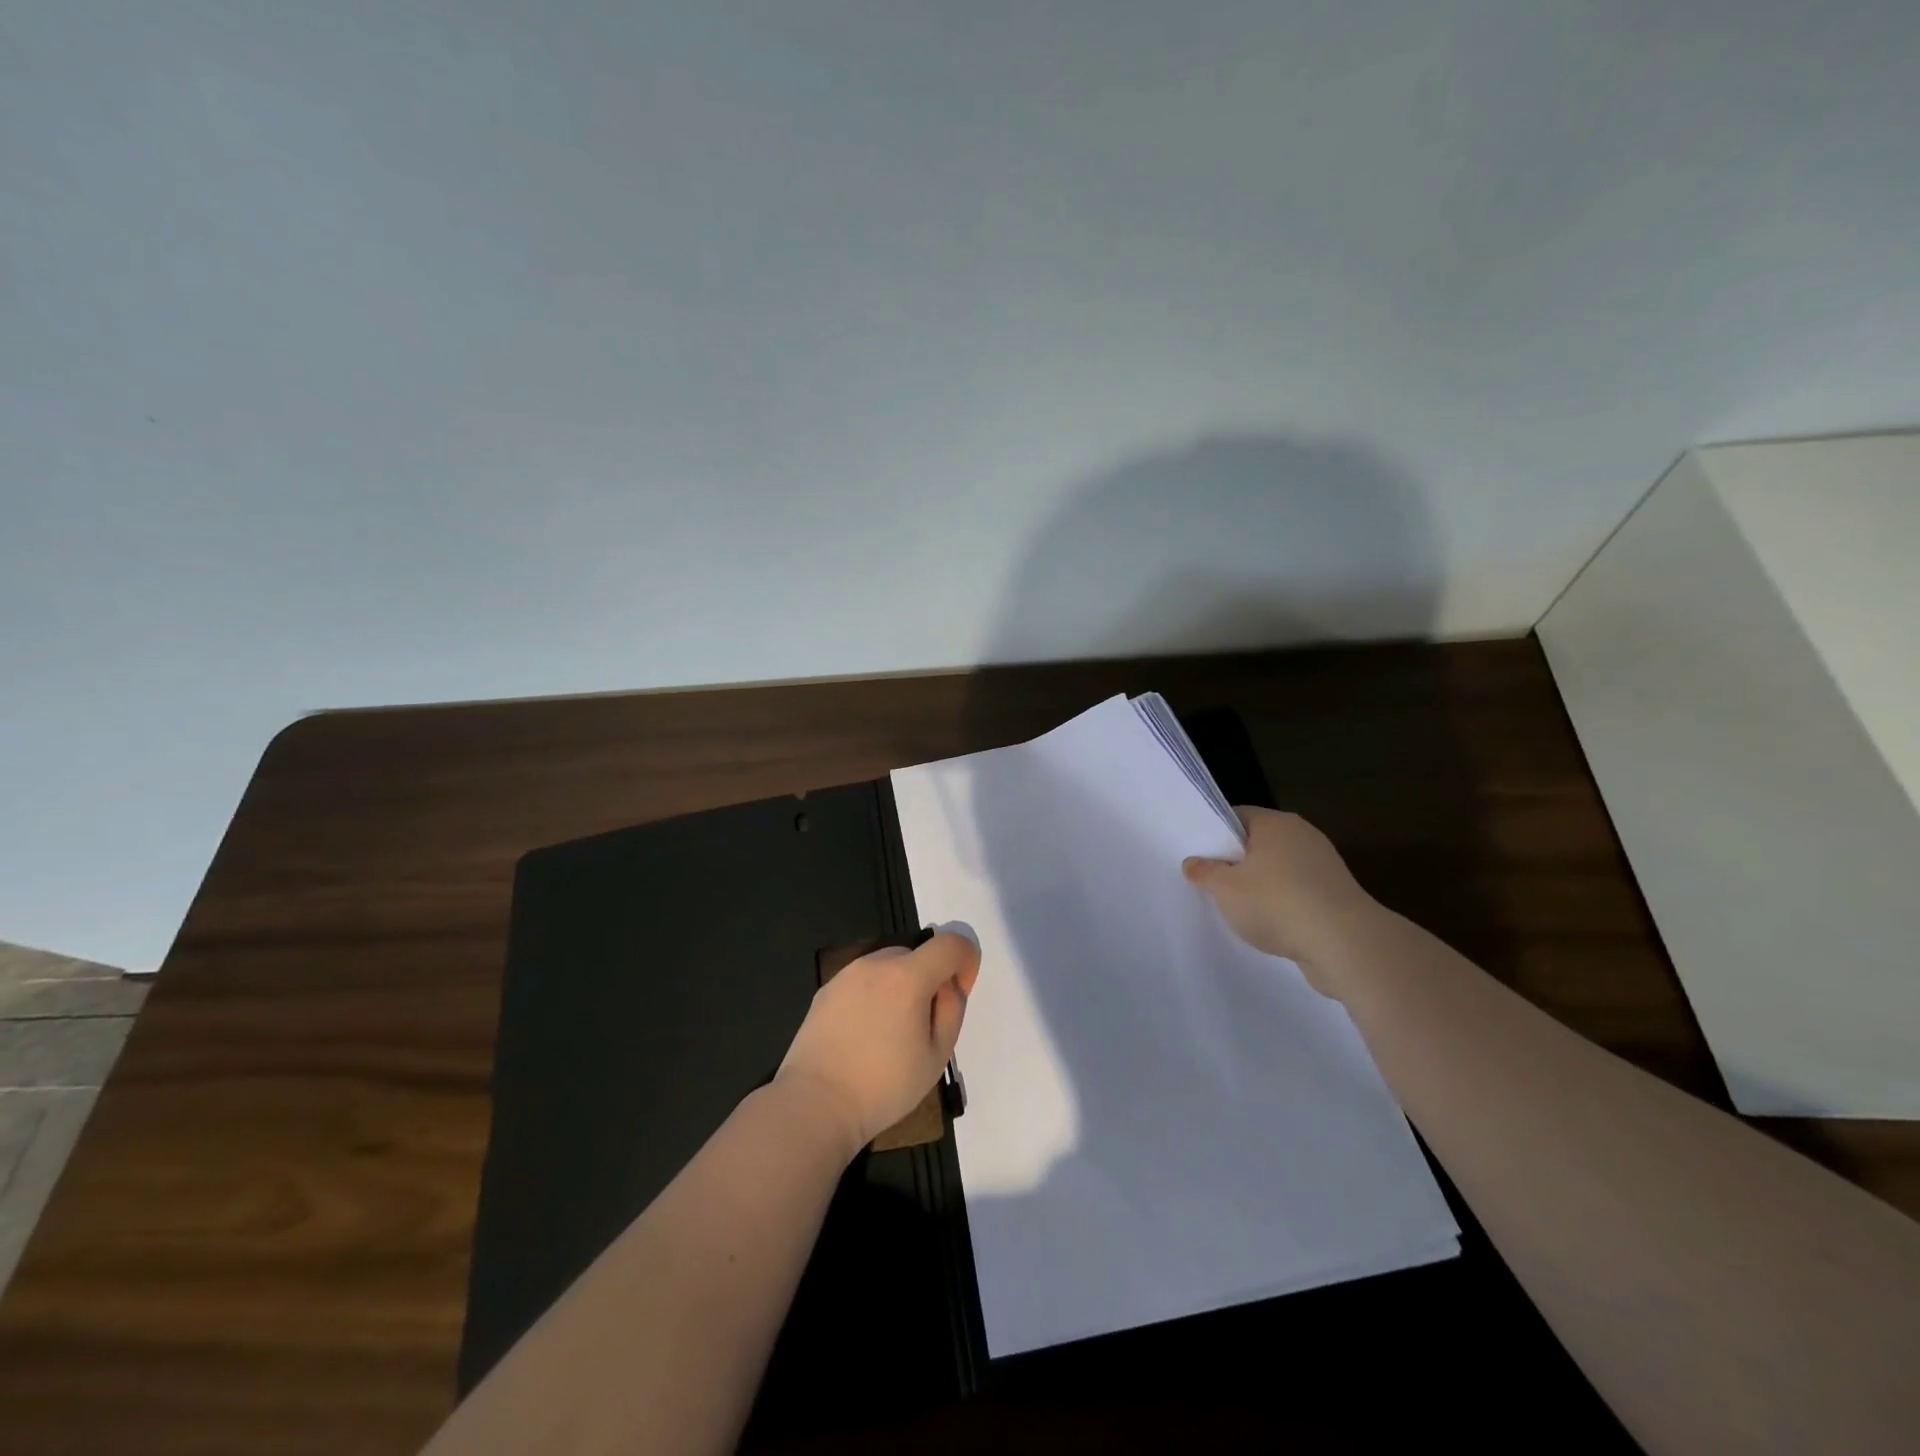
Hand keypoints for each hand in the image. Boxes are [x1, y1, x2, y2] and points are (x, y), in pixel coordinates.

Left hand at [775, 932, 980, 1152]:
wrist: (814, 1104)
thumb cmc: (883, 1086)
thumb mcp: (936, 1057)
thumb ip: (951, 1011)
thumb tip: (948, 987)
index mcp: (907, 976)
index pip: (950, 943)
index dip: (966, 962)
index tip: (959, 994)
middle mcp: (875, 964)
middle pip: (917, 955)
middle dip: (930, 979)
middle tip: (924, 1025)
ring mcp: (846, 975)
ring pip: (888, 967)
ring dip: (901, 986)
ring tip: (891, 1034)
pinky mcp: (825, 991)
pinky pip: (862, 982)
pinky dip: (874, 996)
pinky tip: (863, 1036)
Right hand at [1183, 807, 1378, 995]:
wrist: (1345, 944)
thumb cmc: (1276, 903)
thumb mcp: (1225, 889)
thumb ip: (1205, 872)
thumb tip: (1193, 863)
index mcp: (1276, 823)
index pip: (1236, 816)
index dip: (1214, 833)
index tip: (1198, 855)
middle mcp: (1302, 835)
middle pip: (1258, 842)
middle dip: (1236, 861)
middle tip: (1211, 882)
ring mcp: (1324, 864)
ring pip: (1278, 868)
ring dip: (1260, 885)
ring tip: (1238, 908)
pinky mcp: (1336, 893)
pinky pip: (1298, 890)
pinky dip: (1283, 903)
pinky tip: (1270, 924)